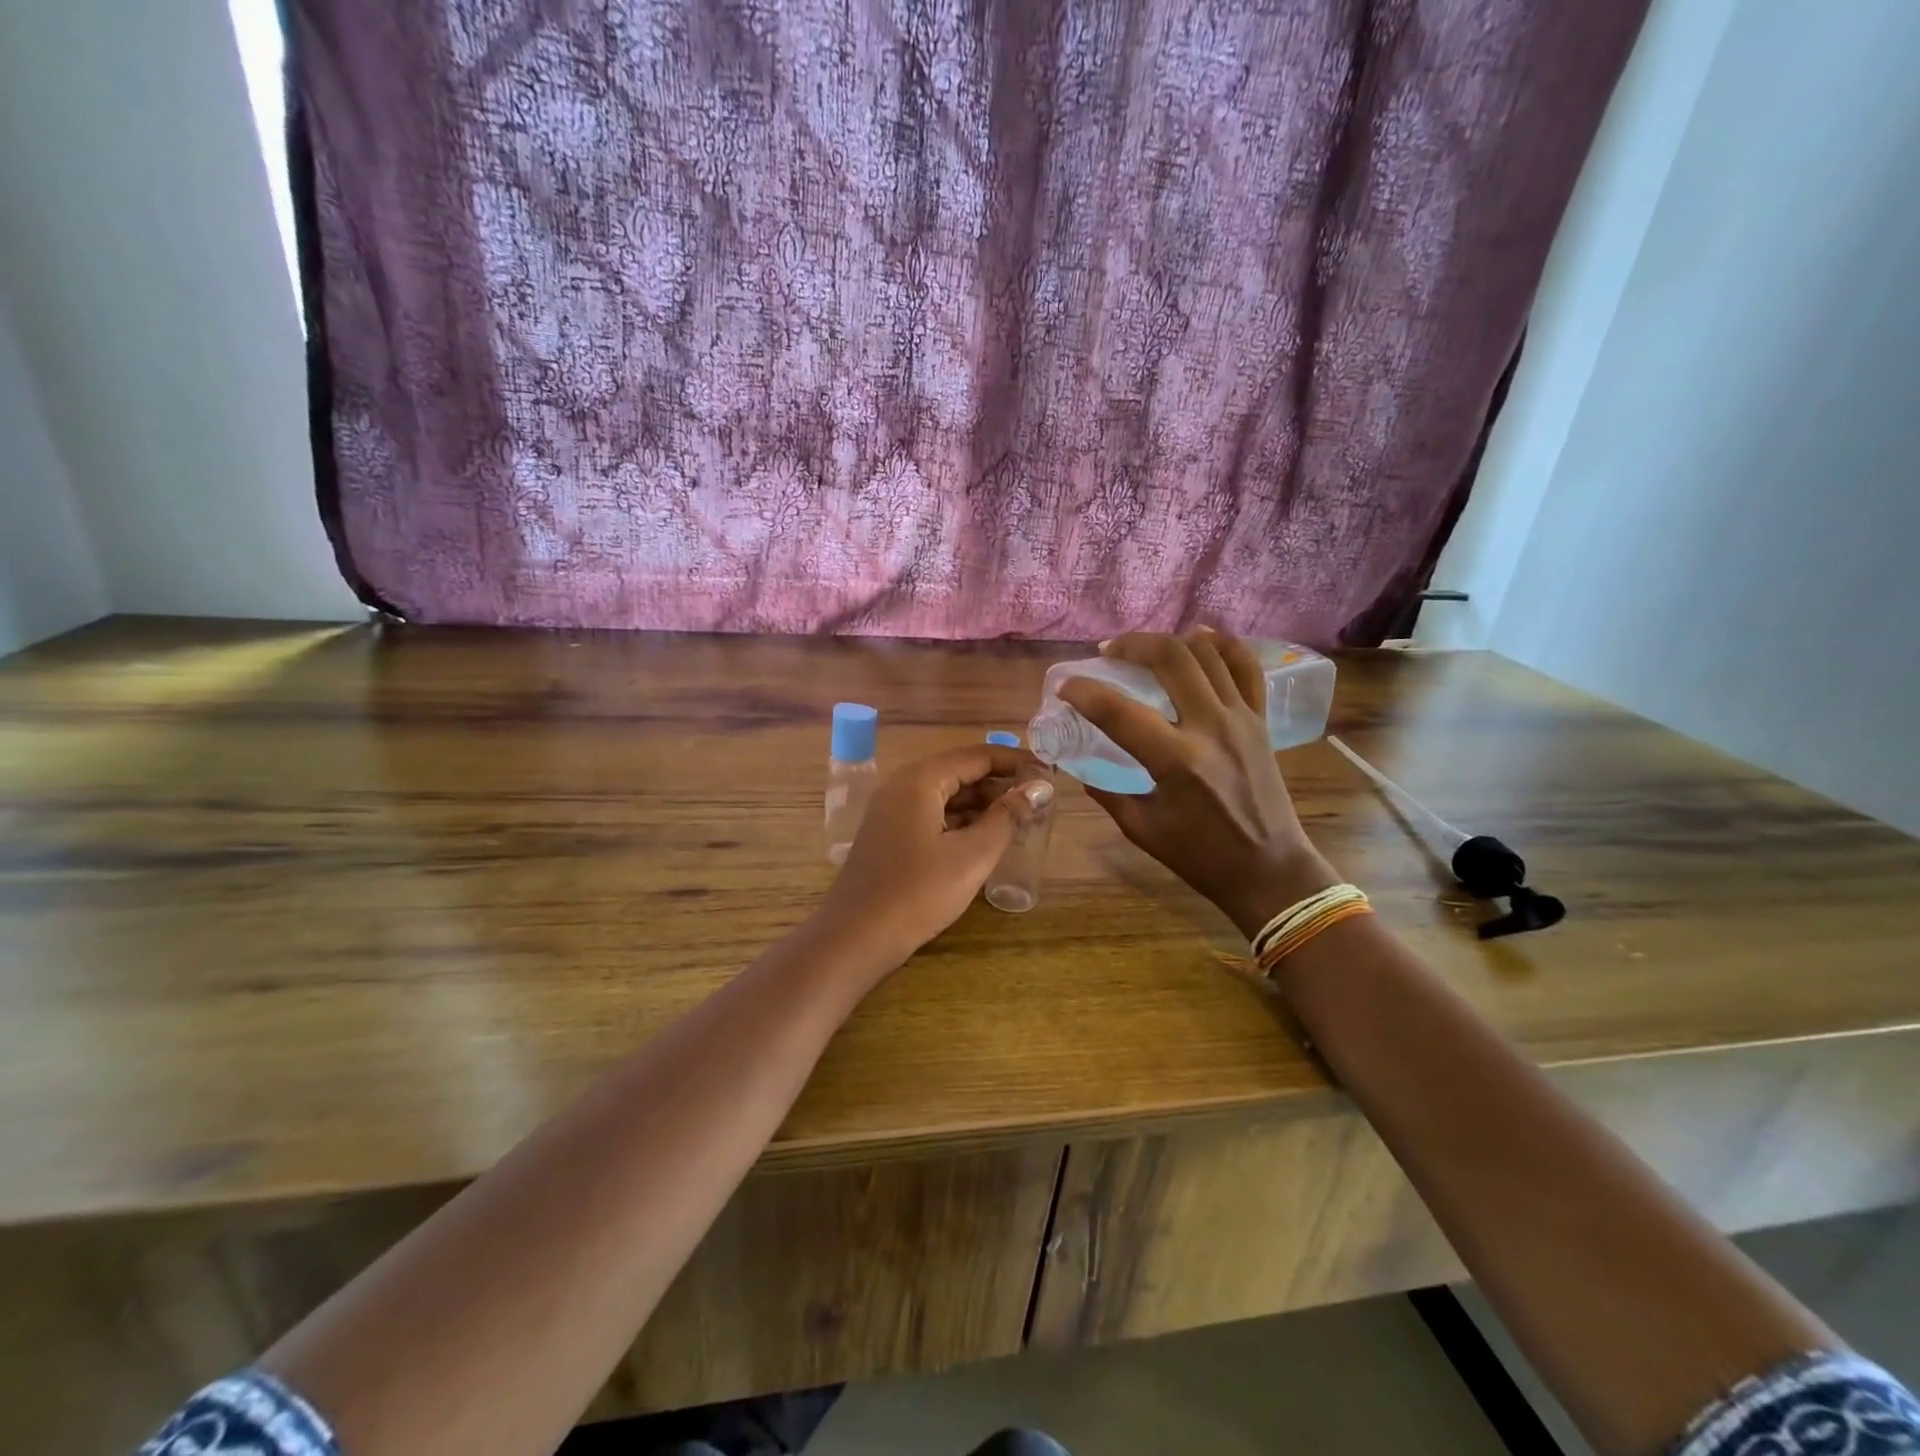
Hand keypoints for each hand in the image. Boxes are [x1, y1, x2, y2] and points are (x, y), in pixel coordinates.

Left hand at [815, 744, 1054, 969]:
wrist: (855, 937)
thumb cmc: (918, 893)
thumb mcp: (971, 856)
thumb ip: (1007, 817)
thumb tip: (1038, 787)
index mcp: (921, 780)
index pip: (977, 755)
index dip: (1015, 761)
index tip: (1049, 772)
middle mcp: (903, 786)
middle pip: (960, 771)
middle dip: (1000, 782)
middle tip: (1039, 798)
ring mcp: (892, 810)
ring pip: (946, 794)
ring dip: (982, 802)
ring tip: (1021, 817)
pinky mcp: (890, 834)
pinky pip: (933, 814)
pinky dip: (961, 819)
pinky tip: (986, 836)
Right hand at [1059, 630, 1337, 938]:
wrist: (1269, 869)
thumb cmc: (1201, 856)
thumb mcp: (1141, 828)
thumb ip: (1107, 792)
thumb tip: (1081, 766)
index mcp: (1177, 761)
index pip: (1119, 710)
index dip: (1084, 692)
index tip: (1065, 687)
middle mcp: (1211, 727)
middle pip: (1170, 658)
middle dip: (1131, 645)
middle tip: (1108, 652)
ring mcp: (1241, 718)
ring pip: (1207, 653)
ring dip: (1170, 640)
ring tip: (1145, 648)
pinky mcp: (1260, 720)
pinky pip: (1246, 667)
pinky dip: (1222, 645)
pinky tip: (1199, 640)